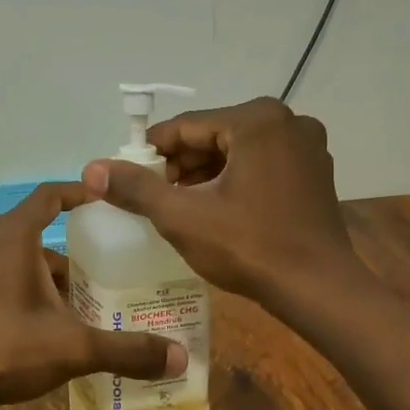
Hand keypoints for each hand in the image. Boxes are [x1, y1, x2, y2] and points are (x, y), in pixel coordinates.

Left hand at [0, 183, 186, 409]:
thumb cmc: (6, 350)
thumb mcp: (73, 347)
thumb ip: (127, 350)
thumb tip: (180, 358)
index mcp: (12, 236)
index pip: (49, 195)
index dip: (80, 193)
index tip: (107, 202)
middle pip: (37, 229)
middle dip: (72, 248)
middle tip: (106, 265)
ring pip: (18, 255)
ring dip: (48, 272)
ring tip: (82, 300)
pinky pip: (0, 273)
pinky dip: (26, 285)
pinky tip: (46, 319)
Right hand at [80, 98, 357, 309]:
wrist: (318, 289)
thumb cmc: (249, 248)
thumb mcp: (183, 217)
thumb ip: (136, 188)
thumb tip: (91, 168)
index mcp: (256, 120)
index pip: (185, 127)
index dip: (151, 154)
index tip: (129, 181)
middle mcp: (287, 121)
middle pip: (213, 136)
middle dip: (180, 166)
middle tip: (156, 199)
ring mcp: (307, 146)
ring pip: (236, 151)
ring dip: (205, 175)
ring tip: (181, 208)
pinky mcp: (315, 171)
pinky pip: (261, 164)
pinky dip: (234, 180)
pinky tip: (218, 210)